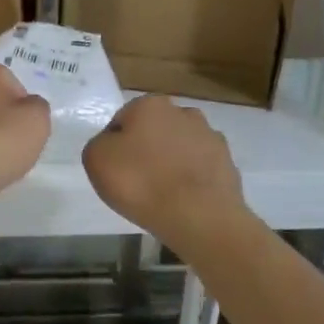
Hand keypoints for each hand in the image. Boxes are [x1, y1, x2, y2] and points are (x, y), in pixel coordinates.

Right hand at [83, 95, 248, 250]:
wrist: (199, 218)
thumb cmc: (141, 182)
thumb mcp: (96, 159)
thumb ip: (100, 144)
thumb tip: (114, 145)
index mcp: (150, 105)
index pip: (122, 121)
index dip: (114, 145)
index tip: (114, 169)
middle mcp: (183, 112)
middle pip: (154, 131)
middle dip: (146, 149)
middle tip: (137, 180)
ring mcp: (210, 137)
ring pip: (180, 147)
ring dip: (171, 162)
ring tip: (162, 194)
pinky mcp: (228, 164)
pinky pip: (200, 168)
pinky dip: (192, 179)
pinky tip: (184, 200)